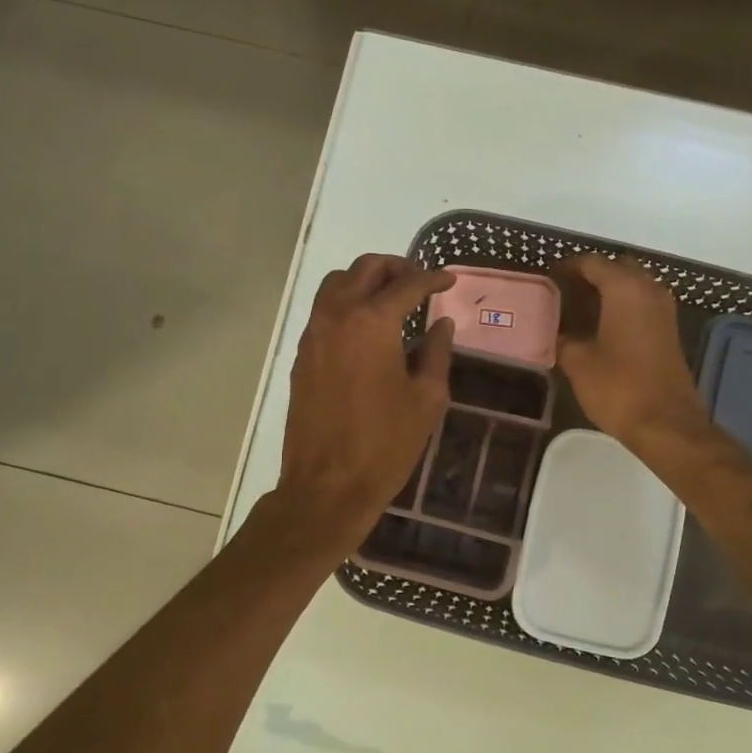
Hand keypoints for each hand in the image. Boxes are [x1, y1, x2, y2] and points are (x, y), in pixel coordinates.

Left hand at [275, 255, 455, 551]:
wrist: (327, 485)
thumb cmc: (386, 444)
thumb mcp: (427, 398)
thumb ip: (436, 352)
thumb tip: (441, 324)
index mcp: (373, 323)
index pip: (407, 284)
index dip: (432, 278)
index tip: (449, 280)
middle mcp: (338, 316)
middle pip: (365, 269)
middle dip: (396, 267)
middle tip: (420, 281)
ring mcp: (314, 334)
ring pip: (337, 283)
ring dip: (366, 280)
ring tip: (391, 297)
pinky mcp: (302, 354)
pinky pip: (324, 310)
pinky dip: (346, 302)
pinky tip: (367, 327)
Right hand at [553, 254, 710, 452]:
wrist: (666, 424)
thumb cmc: (618, 388)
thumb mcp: (578, 362)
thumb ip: (563, 338)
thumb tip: (557, 331)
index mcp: (625, 289)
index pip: (592, 263)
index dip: (568, 268)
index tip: (548, 278)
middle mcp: (648, 289)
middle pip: (617, 268)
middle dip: (591, 276)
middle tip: (564, 292)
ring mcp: (663, 310)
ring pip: (632, 285)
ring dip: (609, 291)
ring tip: (579, 309)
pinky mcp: (668, 330)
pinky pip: (642, 304)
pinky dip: (622, 307)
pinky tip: (600, 327)